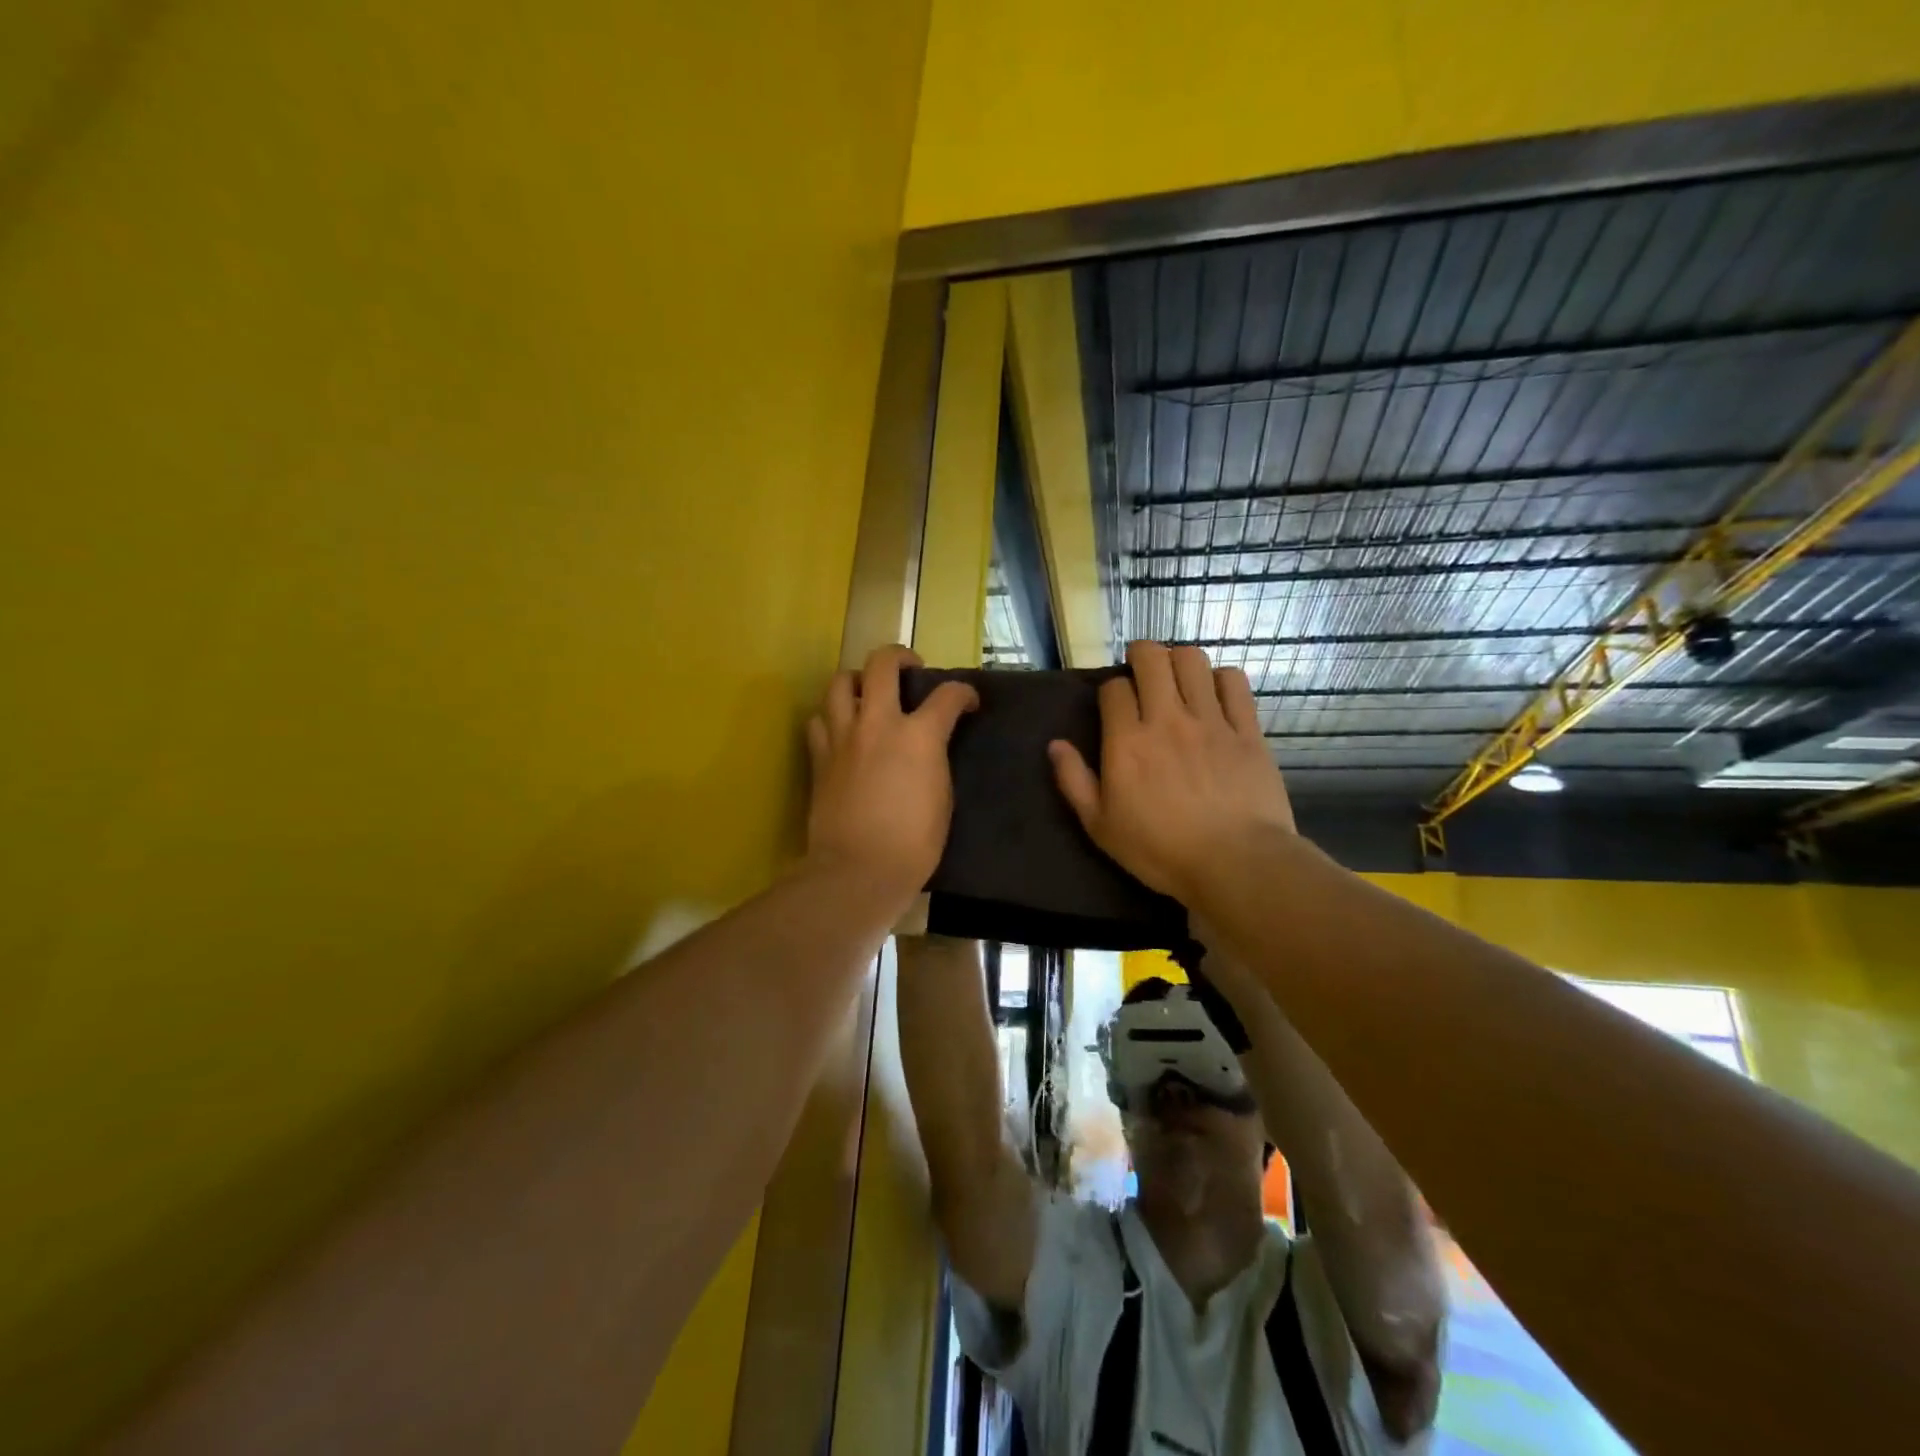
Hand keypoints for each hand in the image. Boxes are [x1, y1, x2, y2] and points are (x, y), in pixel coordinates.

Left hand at [805, 645, 977, 909]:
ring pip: (840, 682)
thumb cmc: (915, 843)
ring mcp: (843, 737)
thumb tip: (931, 746)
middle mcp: (878, 723)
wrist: (859, 869)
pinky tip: (841, 730)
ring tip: (867, 693)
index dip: (964, 693)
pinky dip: (831, 717)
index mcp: (919, 736)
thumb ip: (935, 759)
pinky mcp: (819, 757)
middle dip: (900, 656)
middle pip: (882, 663)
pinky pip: (818, 720)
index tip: (969, 702)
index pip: (948, 695)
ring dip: (857, 680)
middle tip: (909, 669)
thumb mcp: (943, 796)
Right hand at [1048, 642, 1292, 899]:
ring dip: (1180, 660)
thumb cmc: (1160, 851)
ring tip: (1178, 677)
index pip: (1113, 688)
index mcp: (1127, 742)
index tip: (1115, 706)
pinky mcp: (1246, 729)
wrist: (1235, 864)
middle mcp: (1167, 719)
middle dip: (1141, 655)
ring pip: (1193, 660)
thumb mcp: (1101, 826)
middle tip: (1142, 670)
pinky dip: (1221, 679)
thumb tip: (1055, 744)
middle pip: (1152, 658)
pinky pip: (1234, 683)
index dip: (1111, 691)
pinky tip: (1216, 693)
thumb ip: (1074, 781)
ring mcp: (1210, 721)